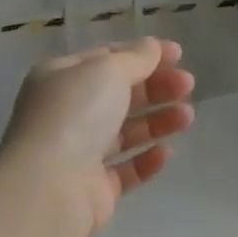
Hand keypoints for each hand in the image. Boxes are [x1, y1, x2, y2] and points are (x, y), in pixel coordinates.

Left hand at [0, 39, 195, 236]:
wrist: (49, 187)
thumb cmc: (75, 115)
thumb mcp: (107, 71)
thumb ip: (136, 58)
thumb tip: (152, 47)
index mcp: (61, 78)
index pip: (106, 59)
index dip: (143, 54)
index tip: (179, 55)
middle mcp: (67, 113)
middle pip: (120, 95)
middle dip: (156, 87)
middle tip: (188, 84)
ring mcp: (79, 153)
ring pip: (126, 131)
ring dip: (158, 120)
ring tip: (187, 116)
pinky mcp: (93, 188)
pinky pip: (126, 169)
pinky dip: (147, 159)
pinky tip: (166, 152)